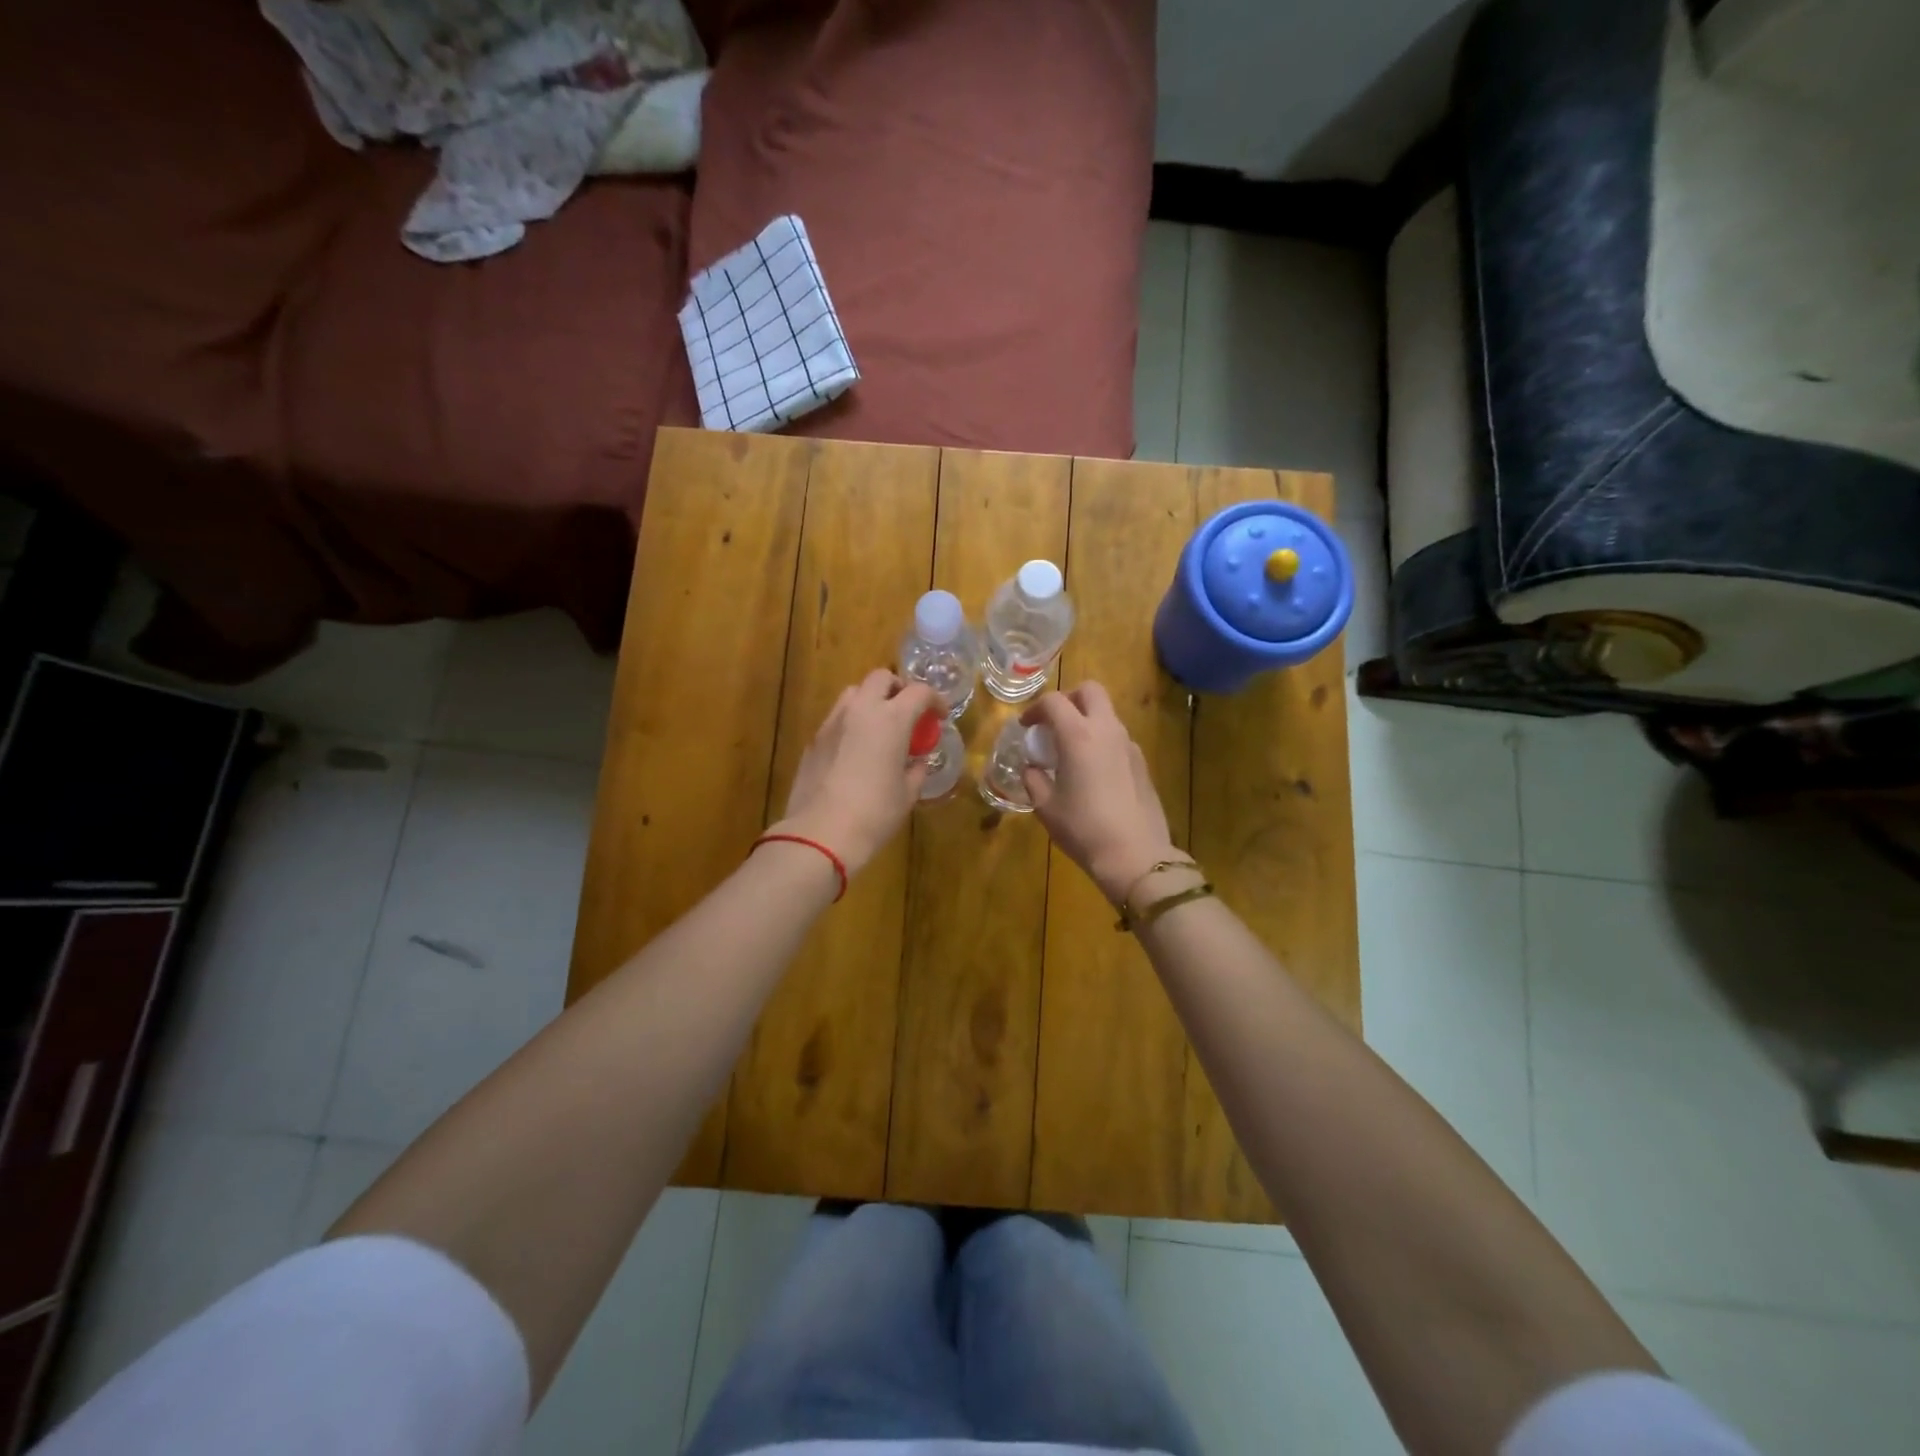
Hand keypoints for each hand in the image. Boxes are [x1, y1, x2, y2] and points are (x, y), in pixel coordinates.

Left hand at [769, 669, 939, 876]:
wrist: (820, 834)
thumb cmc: (874, 814)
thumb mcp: (907, 794)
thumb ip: (916, 770)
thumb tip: (917, 761)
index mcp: (891, 720)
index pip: (919, 692)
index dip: (935, 700)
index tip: (939, 716)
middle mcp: (860, 711)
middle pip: (881, 678)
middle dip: (898, 689)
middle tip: (908, 712)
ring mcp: (832, 723)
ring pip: (854, 693)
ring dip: (871, 701)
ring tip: (880, 727)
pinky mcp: (814, 740)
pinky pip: (837, 718)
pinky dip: (852, 722)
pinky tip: (857, 750)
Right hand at [1021, 682, 1180, 903]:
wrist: (1135, 855)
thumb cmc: (1083, 828)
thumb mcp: (1046, 807)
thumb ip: (1034, 779)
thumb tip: (1032, 768)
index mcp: (1078, 736)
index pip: (1054, 702)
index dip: (1035, 709)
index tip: (1026, 727)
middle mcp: (1107, 731)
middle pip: (1090, 691)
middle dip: (1068, 698)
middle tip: (1053, 723)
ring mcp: (1129, 745)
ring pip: (1107, 714)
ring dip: (1086, 720)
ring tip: (1070, 750)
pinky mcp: (1142, 762)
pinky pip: (1118, 737)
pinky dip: (1101, 740)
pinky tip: (1092, 771)